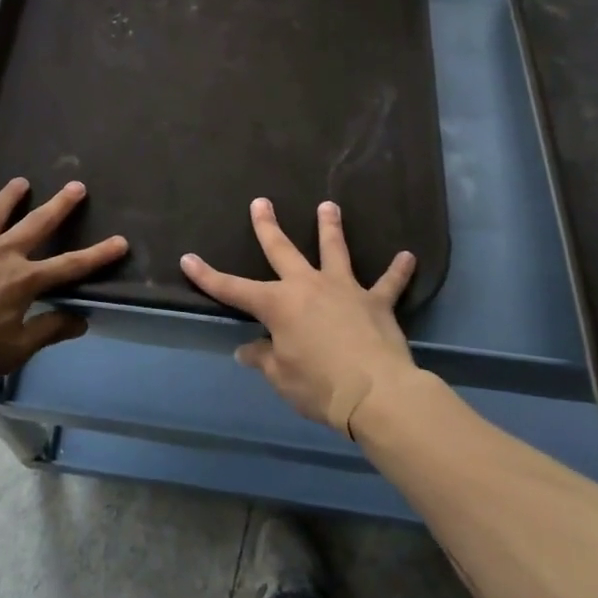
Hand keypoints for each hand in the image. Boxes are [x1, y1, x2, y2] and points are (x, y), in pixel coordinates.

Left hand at [0, 178, 126, 388]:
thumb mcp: (13, 350)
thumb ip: (48, 331)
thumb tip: (81, 320)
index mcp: (23, 280)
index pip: (70, 265)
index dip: (98, 255)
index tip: (121, 241)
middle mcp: (1, 253)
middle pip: (37, 223)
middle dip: (60, 205)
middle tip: (76, 185)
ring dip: (11, 196)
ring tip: (21, 183)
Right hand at [181, 198, 416, 436]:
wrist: (377, 394)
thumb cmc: (319, 386)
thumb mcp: (281, 377)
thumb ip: (263, 358)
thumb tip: (247, 350)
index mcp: (278, 304)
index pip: (233, 289)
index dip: (208, 276)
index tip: (188, 259)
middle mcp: (308, 286)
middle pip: (282, 250)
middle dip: (268, 226)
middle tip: (261, 202)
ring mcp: (344, 290)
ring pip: (335, 251)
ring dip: (330, 228)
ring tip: (329, 206)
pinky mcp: (377, 303)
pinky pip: (389, 283)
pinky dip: (398, 271)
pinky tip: (409, 256)